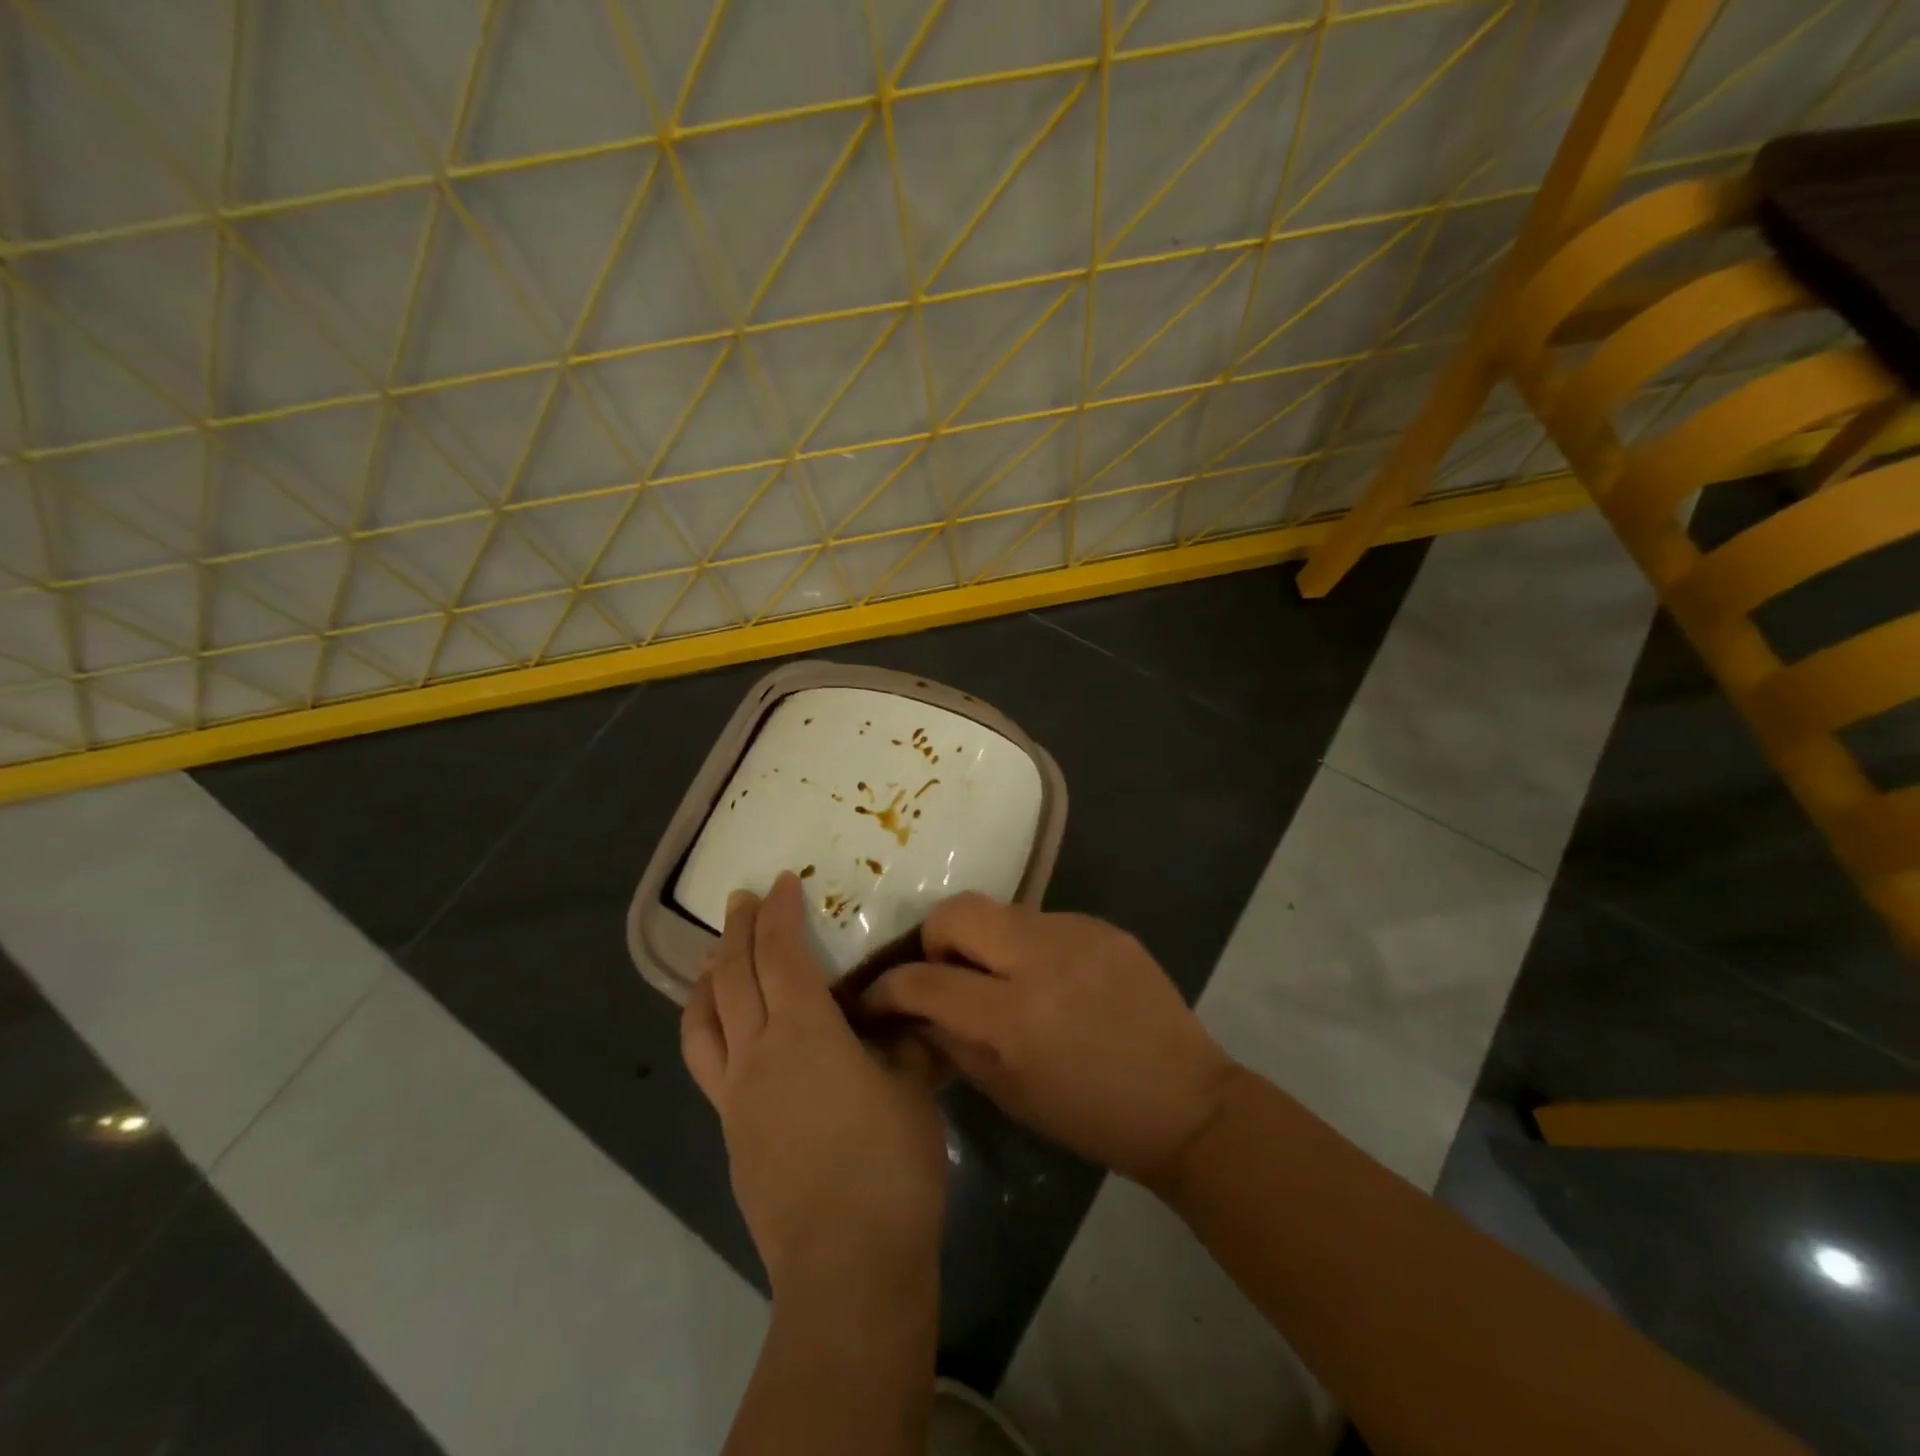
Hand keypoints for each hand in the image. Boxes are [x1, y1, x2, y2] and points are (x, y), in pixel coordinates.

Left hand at [682, 873, 947, 1297]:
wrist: (848, 1264)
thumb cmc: (889, 1164)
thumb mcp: (913, 1087)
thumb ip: (904, 1040)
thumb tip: (905, 1015)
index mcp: (804, 1031)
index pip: (781, 954)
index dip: (778, 912)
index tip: (781, 882)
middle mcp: (758, 1053)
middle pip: (733, 977)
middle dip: (736, 931)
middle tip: (740, 900)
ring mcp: (736, 1096)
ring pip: (704, 1021)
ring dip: (707, 979)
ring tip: (712, 958)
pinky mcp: (731, 1134)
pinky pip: (708, 1063)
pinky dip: (709, 1028)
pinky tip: (727, 1034)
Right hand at [861, 894, 1234, 1184]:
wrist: (1185, 1102)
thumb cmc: (1089, 1116)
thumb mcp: (1007, 1093)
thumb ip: (951, 1042)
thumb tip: (913, 1010)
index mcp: (1013, 1017)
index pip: (925, 980)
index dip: (888, 989)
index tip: (878, 998)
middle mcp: (1041, 959)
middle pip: (956, 911)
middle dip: (934, 939)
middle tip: (945, 973)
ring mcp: (1076, 934)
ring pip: (1000, 911)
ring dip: (985, 941)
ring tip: (1002, 979)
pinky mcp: (1103, 925)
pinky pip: (1043, 921)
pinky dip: (1029, 945)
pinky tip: (1051, 979)